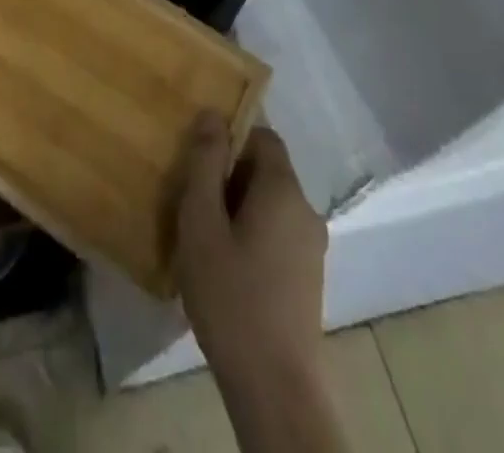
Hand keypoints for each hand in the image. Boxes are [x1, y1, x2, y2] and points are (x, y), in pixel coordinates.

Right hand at [173, 115, 326, 378]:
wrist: (275, 389)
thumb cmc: (231, 296)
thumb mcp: (202, 223)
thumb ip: (205, 164)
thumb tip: (212, 113)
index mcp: (284, 189)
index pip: (263, 135)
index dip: (231, 136)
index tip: (199, 154)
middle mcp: (305, 210)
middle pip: (266, 170)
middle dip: (229, 174)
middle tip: (192, 195)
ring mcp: (312, 247)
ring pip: (270, 204)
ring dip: (238, 206)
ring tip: (202, 231)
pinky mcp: (308, 278)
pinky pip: (277, 233)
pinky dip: (252, 233)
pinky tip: (224, 264)